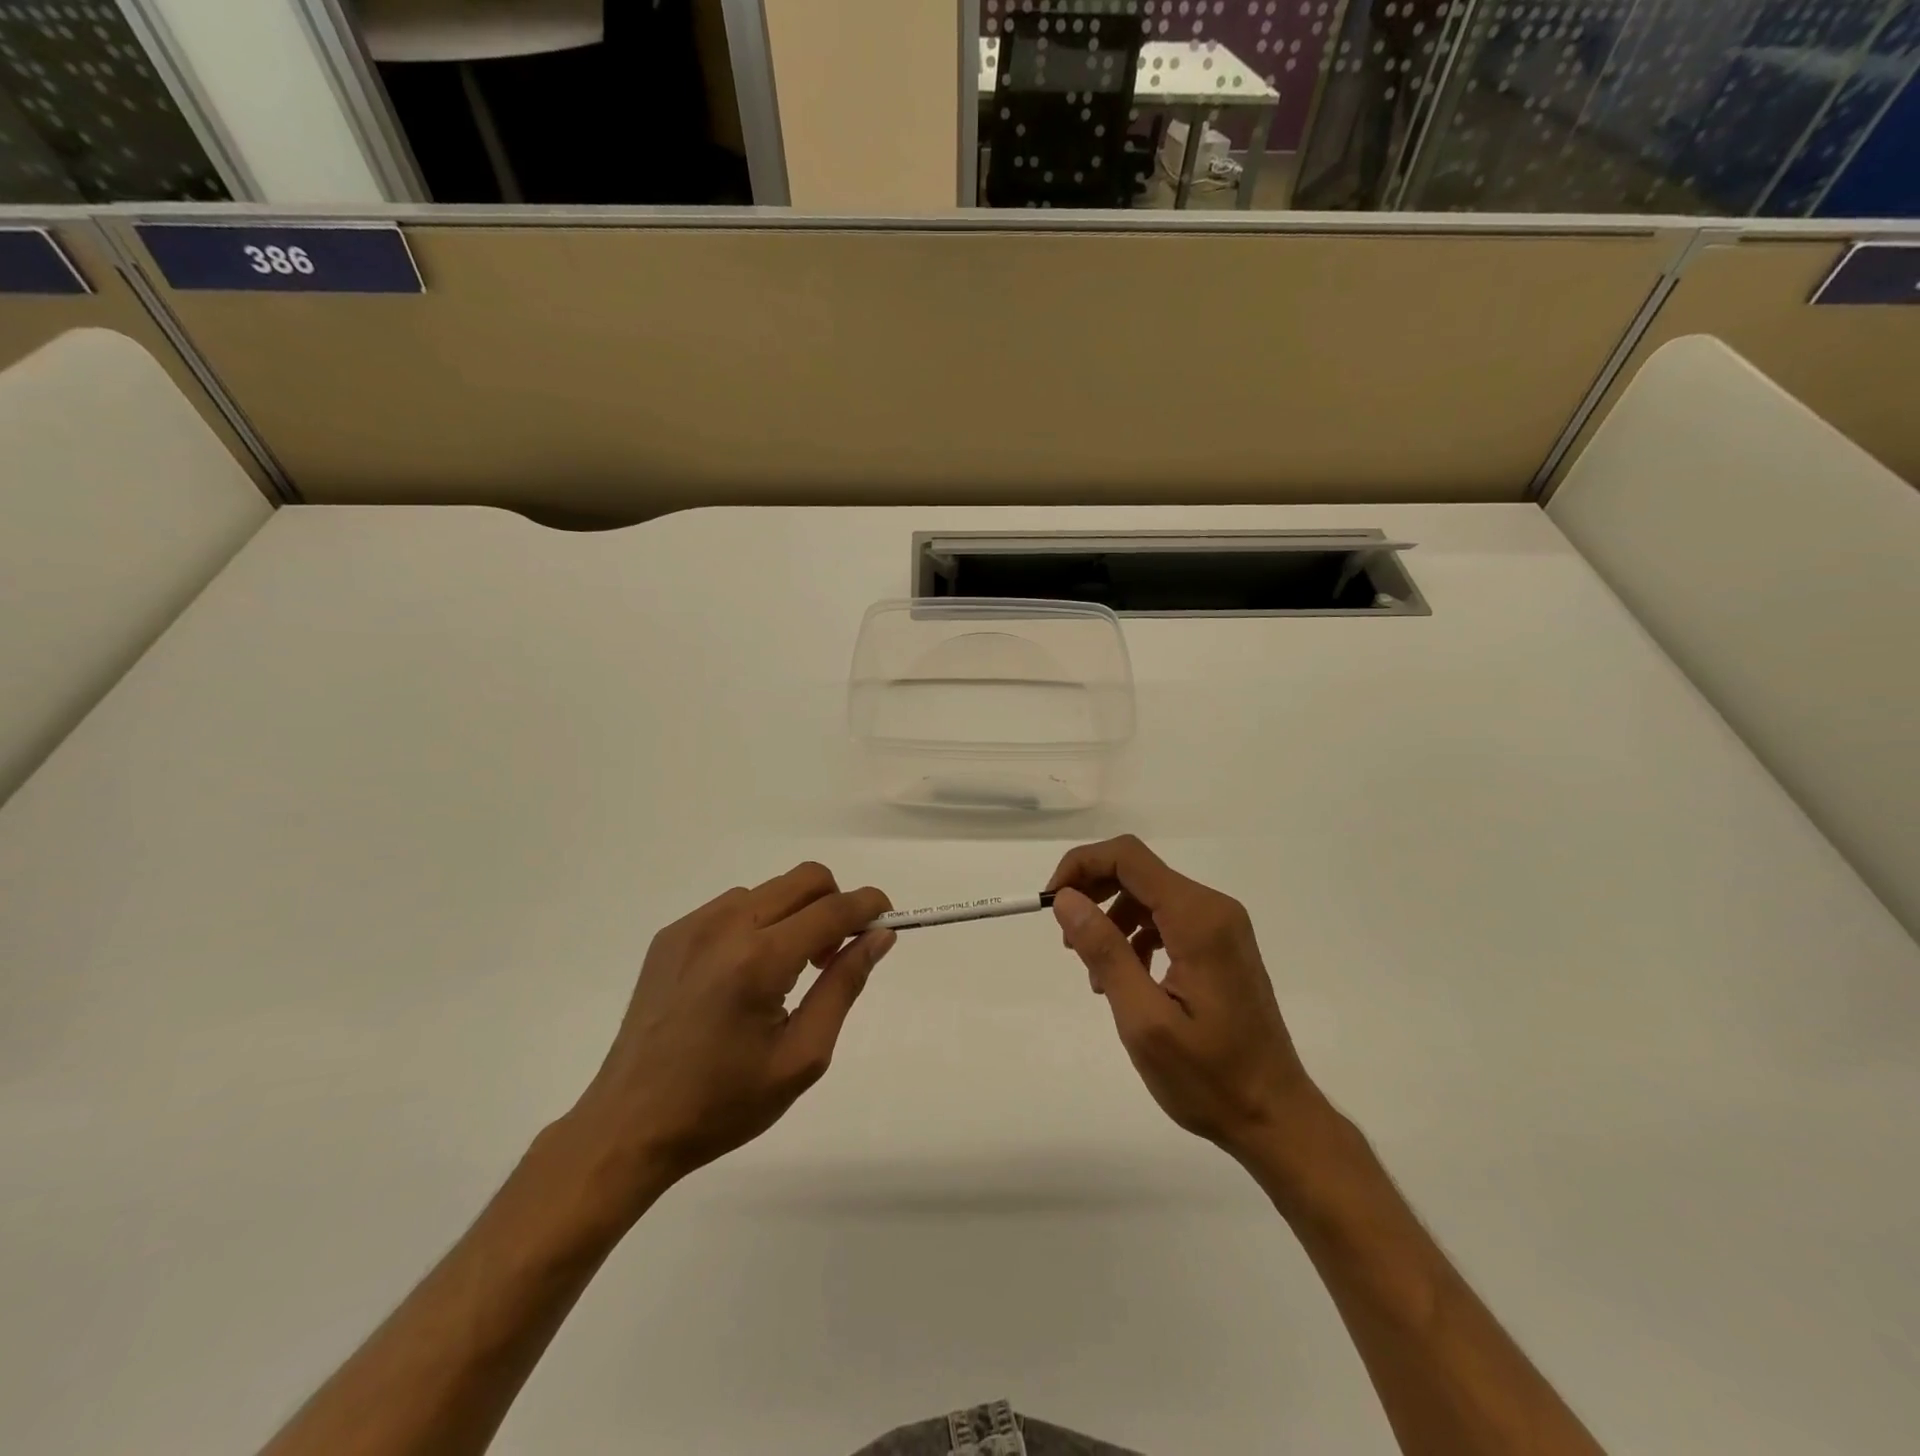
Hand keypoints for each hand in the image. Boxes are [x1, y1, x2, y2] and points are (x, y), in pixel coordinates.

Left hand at [567, 863, 892, 1200]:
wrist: (628, 1125)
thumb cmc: (723, 1103)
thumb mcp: (801, 1057)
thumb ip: (844, 986)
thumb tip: (878, 937)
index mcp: (760, 960)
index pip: (834, 909)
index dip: (869, 906)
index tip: (886, 921)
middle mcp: (725, 926)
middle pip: (805, 879)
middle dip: (835, 903)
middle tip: (833, 956)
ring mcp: (693, 925)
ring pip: (770, 890)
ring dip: (795, 914)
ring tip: (786, 972)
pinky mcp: (671, 934)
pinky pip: (732, 906)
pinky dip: (757, 923)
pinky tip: (743, 974)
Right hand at [1047, 835, 1322, 1162]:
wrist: (1275, 1117)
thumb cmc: (1209, 1077)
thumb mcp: (1144, 1020)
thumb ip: (1105, 951)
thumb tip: (1066, 899)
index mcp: (1197, 919)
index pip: (1128, 858)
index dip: (1081, 866)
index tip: (1051, 903)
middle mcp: (1213, 909)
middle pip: (1137, 871)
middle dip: (1092, 892)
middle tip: (1066, 939)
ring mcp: (1220, 926)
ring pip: (1149, 895)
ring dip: (1111, 919)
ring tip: (1093, 971)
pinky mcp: (1220, 945)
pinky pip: (1166, 919)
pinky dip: (1135, 935)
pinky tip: (1124, 978)